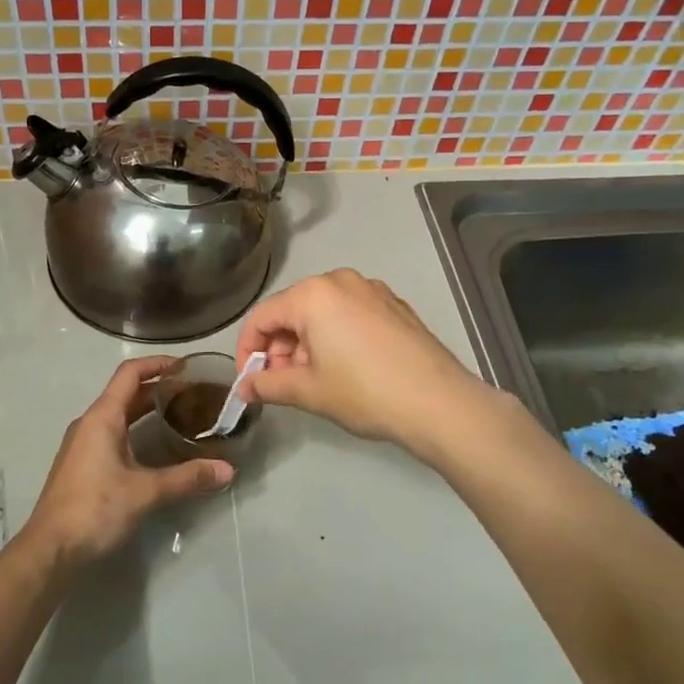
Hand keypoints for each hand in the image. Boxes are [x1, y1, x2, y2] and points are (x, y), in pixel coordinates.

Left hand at [22, 355, 232, 567]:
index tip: (186, 366)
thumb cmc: (95, 509)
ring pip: (119, 414)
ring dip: (147, 410)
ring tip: (180, 415)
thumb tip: (228, 470)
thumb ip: (187, 477)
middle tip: (193, 393)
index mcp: (102, 417)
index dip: (158, 364)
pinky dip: (135, 429)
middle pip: (126, 393)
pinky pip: (112, 433)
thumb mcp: (146, 492)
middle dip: (158, 388)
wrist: (50, 549)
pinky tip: (155, 447)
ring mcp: (83, 444)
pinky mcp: (82, 464)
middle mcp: (90, 423)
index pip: (130, 373)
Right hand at [233, 269, 496, 458]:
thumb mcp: (308, 391)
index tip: (249, 381)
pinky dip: (335, 336)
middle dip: (279, 347)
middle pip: (292, 310)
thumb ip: (268, 385)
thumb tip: (243, 388)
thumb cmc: (364, 392)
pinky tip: (346, 369)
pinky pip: (349, 314)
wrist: (439, 403)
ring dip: (306, 343)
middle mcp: (340, 280)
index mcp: (313, 294)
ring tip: (314, 380)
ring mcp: (372, 290)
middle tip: (281, 384)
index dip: (247, 350)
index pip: (262, 317)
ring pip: (322, 312)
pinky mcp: (394, 305)